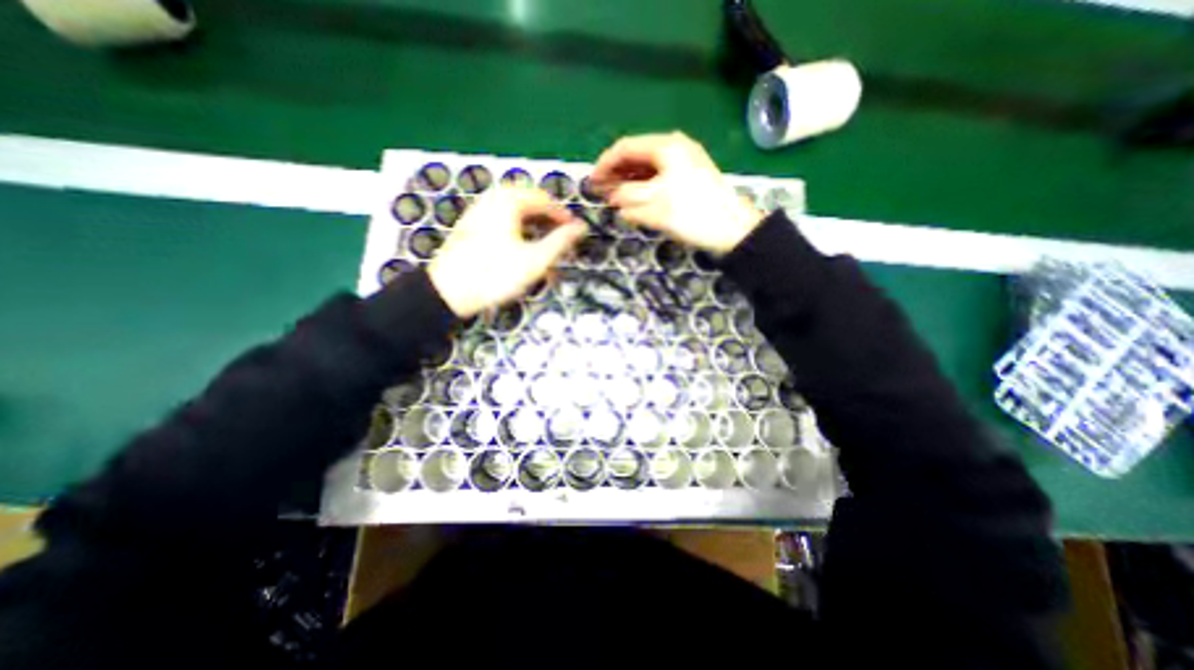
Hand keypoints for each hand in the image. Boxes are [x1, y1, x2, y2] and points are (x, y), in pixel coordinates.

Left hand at [429, 186, 586, 316]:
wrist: (449, 291)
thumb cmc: (496, 274)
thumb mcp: (535, 260)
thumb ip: (561, 241)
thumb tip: (582, 227)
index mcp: (509, 201)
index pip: (545, 200)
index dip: (563, 216)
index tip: (575, 232)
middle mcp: (492, 198)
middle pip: (529, 202)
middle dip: (547, 220)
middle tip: (560, 238)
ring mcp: (479, 211)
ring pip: (515, 211)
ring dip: (533, 225)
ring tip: (543, 244)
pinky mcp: (471, 225)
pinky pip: (502, 219)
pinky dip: (517, 229)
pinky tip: (521, 247)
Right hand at [590, 132, 765, 252]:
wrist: (733, 230)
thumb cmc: (692, 214)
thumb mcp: (654, 206)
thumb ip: (627, 197)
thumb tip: (612, 196)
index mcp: (666, 147)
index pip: (626, 148)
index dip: (605, 164)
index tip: (591, 181)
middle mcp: (675, 147)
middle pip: (637, 155)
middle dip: (616, 173)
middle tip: (599, 191)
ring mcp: (685, 161)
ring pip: (648, 167)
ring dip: (629, 180)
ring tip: (613, 197)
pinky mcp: (690, 176)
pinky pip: (659, 176)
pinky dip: (644, 186)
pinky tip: (634, 199)